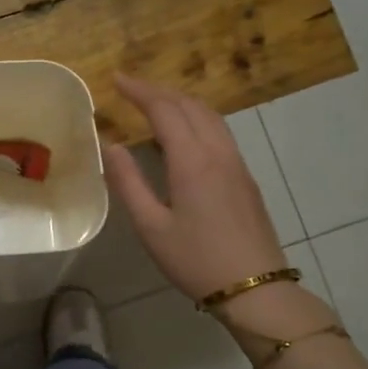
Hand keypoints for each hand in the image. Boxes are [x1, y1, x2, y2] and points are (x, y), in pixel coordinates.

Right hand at [103, 75, 295, 303]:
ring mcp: (237, 163)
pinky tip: (183, 134)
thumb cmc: (196, 260)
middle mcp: (218, 152)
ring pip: (210, 116)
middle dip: (158, 91)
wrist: (255, 289)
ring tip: (154, 103)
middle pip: (189, 105)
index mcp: (192, 161)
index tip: (116, 79)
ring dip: (180, 102)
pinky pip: (219, 131)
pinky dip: (196, 118)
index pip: (164, 110)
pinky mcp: (245, 177)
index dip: (139, 91)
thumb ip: (129, 182)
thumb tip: (112, 145)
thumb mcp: (151, 226)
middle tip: (130, 88)